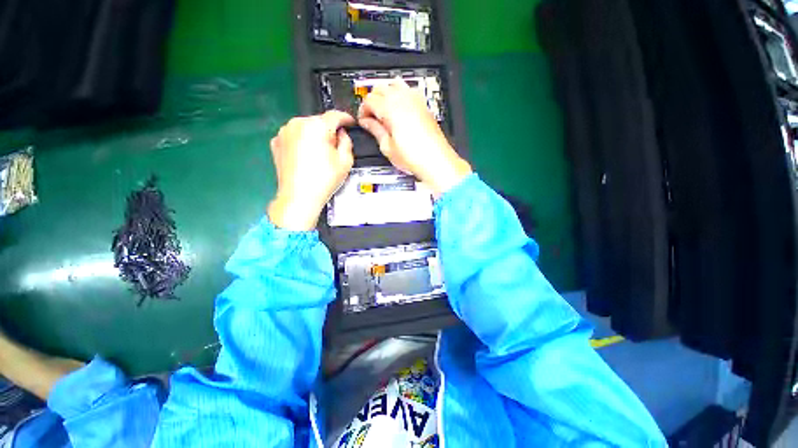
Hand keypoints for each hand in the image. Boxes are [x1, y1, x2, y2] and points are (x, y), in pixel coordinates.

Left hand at [267, 111, 355, 230]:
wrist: (298, 196)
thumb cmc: (324, 179)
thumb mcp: (345, 161)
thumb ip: (346, 142)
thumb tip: (341, 134)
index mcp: (317, 126)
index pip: (335, 115)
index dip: (346, 118)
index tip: (351, 123)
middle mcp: (298, 123)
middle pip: (319, 122)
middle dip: (329, 131)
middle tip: (335, 147)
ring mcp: (284, 132)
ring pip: (305, 128)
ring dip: (314, 136)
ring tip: (319, 155)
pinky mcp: (275, 142)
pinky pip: (294, 136)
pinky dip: (301, 142)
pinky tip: (306, 157)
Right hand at [358, 79, 471, 196]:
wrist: (435, 160)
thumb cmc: (414, 157)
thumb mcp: (388, 147)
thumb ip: (375, 130)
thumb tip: (367, 122)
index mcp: (390, 108)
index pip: (369, 100)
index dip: (363, 110)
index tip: (363, 120)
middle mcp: (403, 99)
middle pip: (380, 88)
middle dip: (372, 100)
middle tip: (371, 116)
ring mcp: (415, 99)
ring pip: (394, 84)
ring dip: (385, 94)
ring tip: (383, 111)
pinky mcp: (423, 104)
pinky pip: (408, 90)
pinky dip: (399, 94)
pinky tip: (398, 108)